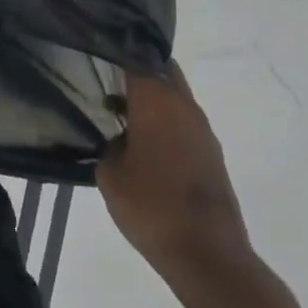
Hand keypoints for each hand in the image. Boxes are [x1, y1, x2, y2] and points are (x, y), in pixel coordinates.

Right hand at [97, 63, 257, 293]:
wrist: (207, 255)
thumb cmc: (151, 207)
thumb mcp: (110, 176)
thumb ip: (109, 146)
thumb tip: (117, 138)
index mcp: (156, 100)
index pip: (135, 58)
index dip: (116, 52)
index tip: (96, 52)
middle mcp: (183, 105)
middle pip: (161, 70)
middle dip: (138, 70)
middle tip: (108, 78)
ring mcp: (202, 129)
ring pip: (175, 96)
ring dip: (152, 98)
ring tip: (120, 112)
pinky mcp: (212, 153)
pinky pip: (184, 121)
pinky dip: (165, 121)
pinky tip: (144, 142)